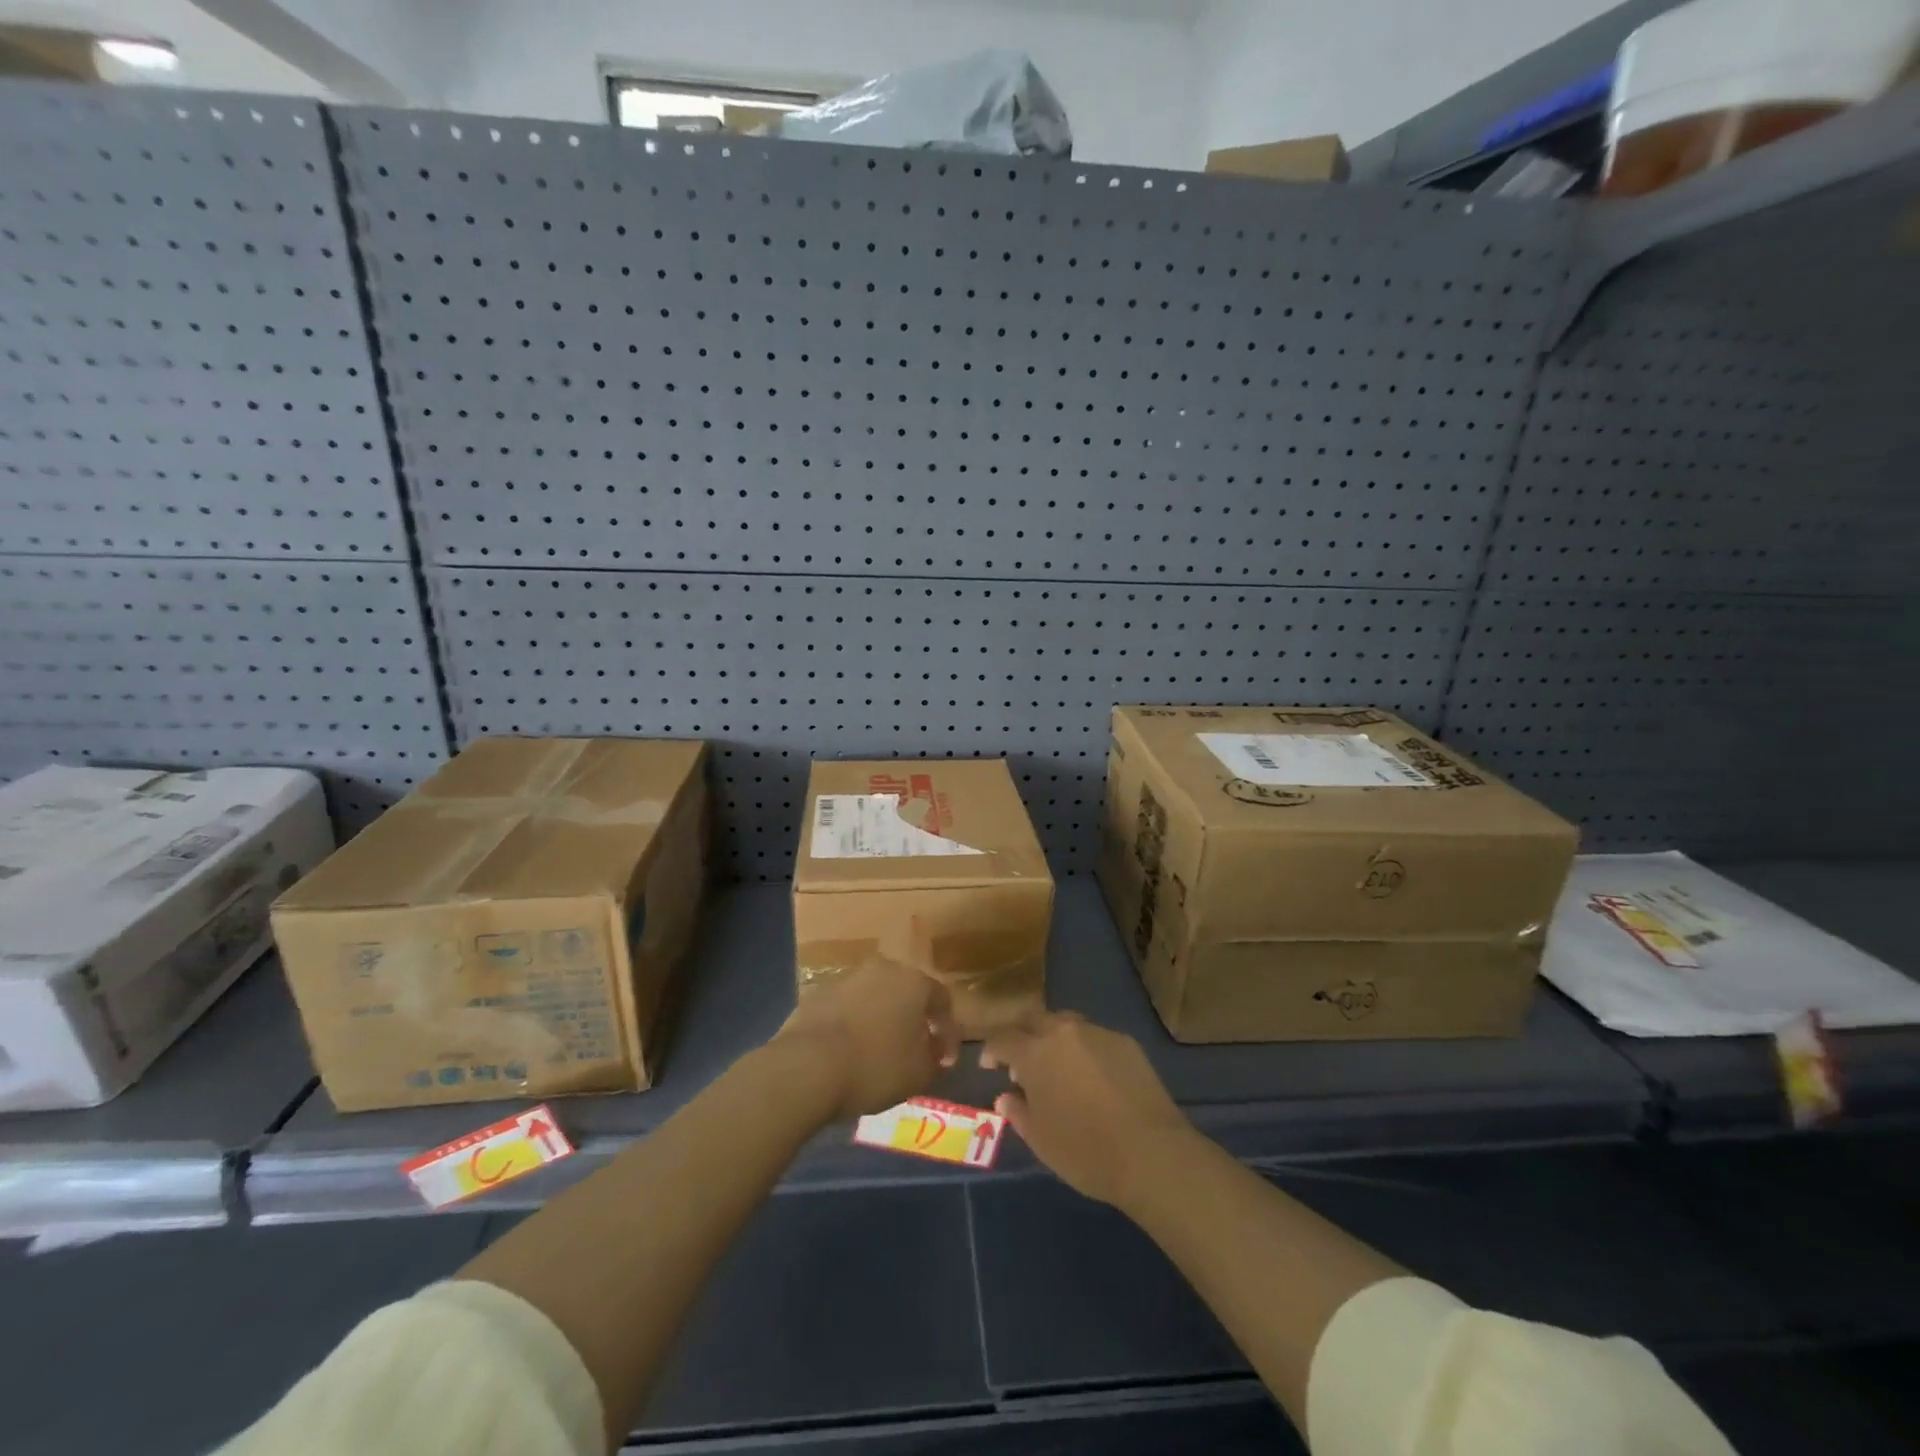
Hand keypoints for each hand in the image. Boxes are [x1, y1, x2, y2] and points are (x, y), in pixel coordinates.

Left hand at [773, 958, 959, 1121]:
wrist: (806, 1066)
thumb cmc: (875, 1066)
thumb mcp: (919, 1073)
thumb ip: (935, 1059)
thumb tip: (936, 1050)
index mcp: (913, 981)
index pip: (942, 1000)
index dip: (947, 1031)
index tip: (944, 1059)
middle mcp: (882, 969)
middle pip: (905, 992)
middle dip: (913, 1019)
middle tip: (914, 1050)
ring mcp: (846, 977)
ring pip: (874, 996)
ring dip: (881, 1018)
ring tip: (878, 1051)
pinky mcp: (817, 992)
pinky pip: (846, 1007)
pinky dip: (853, 1023)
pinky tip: (849, 1050)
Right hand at [981, 1013, 1191, 1205]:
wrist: (1151, 1153)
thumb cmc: (1085, 1151)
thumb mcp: (1040, 1140)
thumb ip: (1018, 1112)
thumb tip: (1005, 1097)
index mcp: (1035, 1052)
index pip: (1002, 1038)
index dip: (991, 1050)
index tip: (989, 1065)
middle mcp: (1063, 1032)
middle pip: (1033, 1021)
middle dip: (1022, 1036)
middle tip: (1020, 1062)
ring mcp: (1097, 1033)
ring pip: (1065, 1024)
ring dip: (1053, 1039)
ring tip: (1056, 1067)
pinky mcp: (1125, 1042)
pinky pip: (1093, 1037)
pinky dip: (1083, 1049)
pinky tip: (1090, 1076)